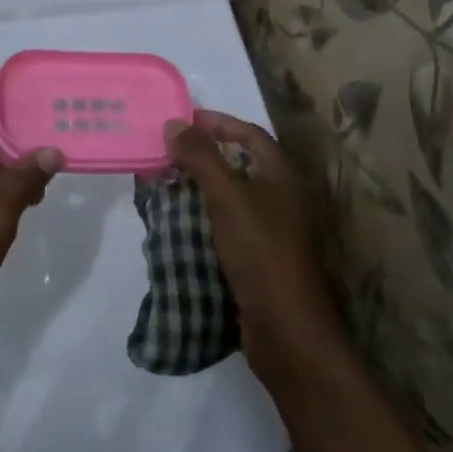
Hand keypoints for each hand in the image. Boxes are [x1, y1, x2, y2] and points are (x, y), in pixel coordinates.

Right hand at [166, 111, 349, 392]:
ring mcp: (274, 228)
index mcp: (282, 174)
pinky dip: (205, 216)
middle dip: (202, 154)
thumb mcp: (227, 198)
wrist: (287, 330)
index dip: (215, 122)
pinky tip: (179, 221)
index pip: (248, 133)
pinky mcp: (261, 256)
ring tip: (165, 183)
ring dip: (201, 186)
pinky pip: (229, 223)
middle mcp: (282, 196)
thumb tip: (174, 123)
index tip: (180, 121)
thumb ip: (201, 158)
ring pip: (232, 195)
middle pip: (239, 162)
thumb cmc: (261, 252)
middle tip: (166, 151)